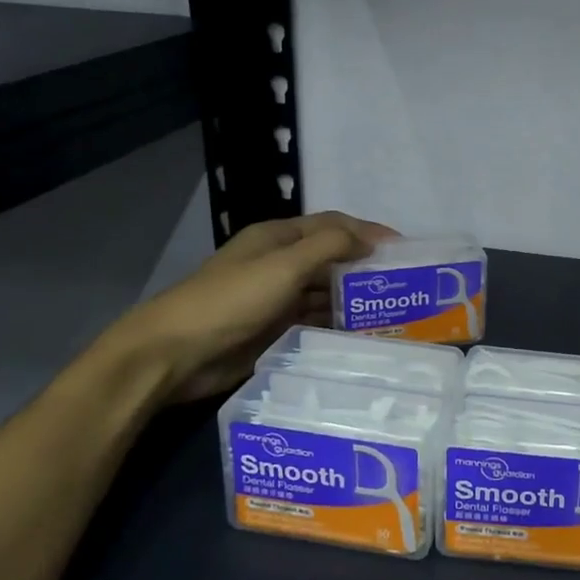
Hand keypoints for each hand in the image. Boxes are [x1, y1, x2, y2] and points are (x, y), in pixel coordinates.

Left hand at [107, 210, 397, 402]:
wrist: (175, 354)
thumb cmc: (231, 300)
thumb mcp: (284, 265)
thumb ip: (329, 246)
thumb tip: (369, 241)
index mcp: (278, 238)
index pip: (333, 225)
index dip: (368, 232)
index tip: (404, 249)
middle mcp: (280, 263)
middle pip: (332, 258)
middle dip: (366, 267)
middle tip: (404, 285)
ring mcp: (277, 298)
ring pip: (326, 292)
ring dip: (354, 299)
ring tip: (392, 312)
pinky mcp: (275, 329)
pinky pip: (315, 321)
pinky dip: (337, 324)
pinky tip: (362, 334)